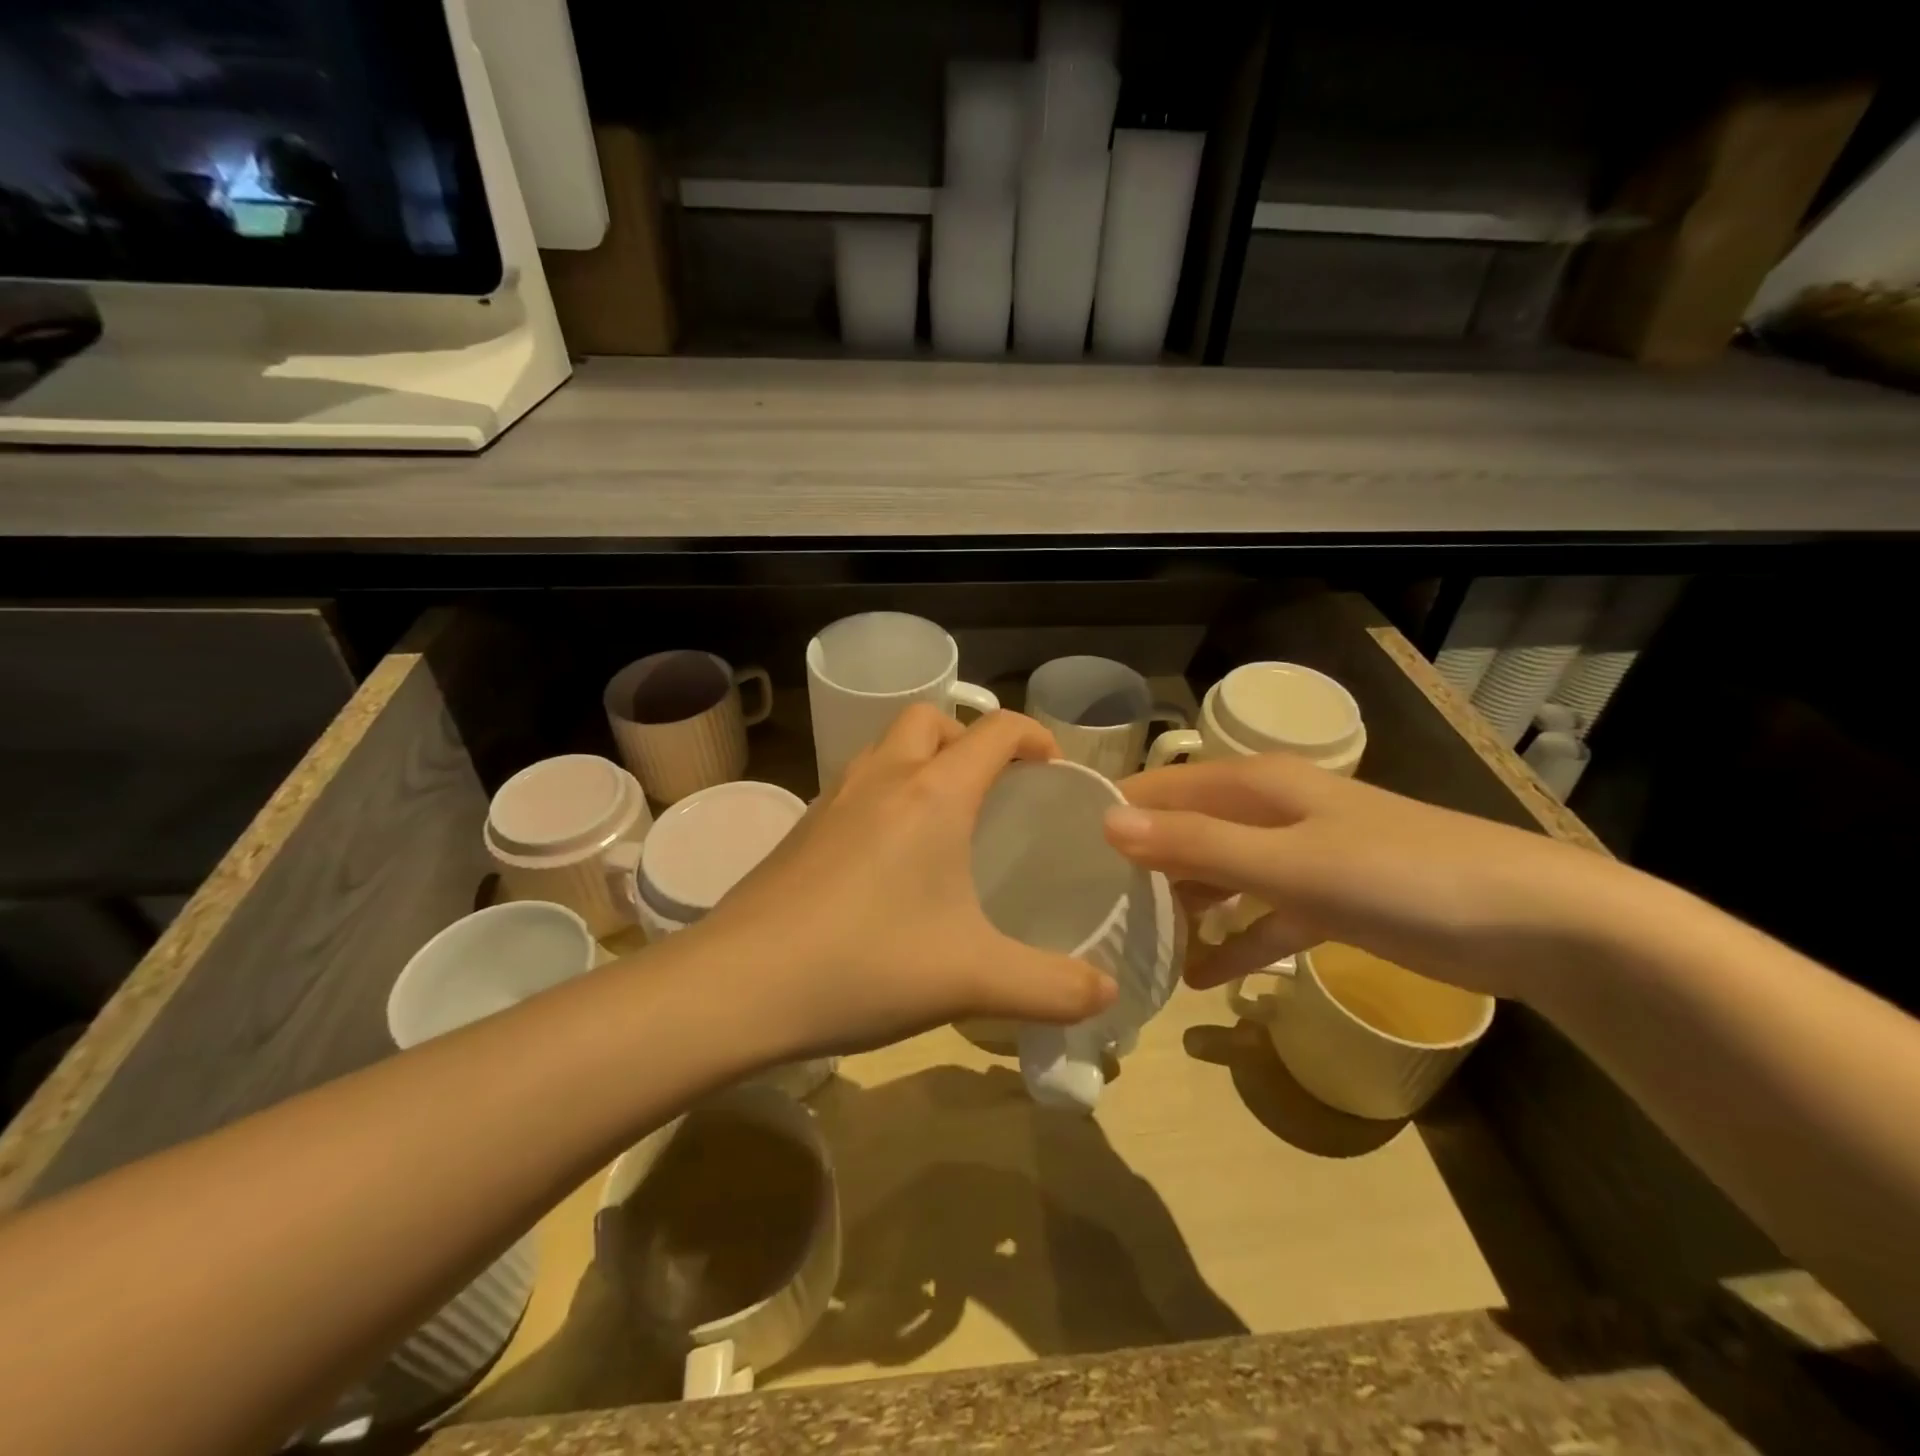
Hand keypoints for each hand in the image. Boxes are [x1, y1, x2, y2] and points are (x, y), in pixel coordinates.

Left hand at [694, 706, 1117, 1057]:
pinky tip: (886, 861)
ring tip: (942, 820)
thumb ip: (1052, 987)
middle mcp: (882, 779)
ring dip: (920, 762)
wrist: (738, 985)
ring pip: (884, 748)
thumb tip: (1106, 993)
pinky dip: (883, 795)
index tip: (1051, 768)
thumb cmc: (866, 965)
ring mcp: (831, 800)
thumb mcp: (974, 980)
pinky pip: (854, 785)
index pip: (995, 730)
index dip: (1032, 735)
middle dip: (967, 739)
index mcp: (933, 794)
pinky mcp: (800, 829)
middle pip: (929, 719)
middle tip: (990, 790)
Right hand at [1103, 753, 1635, 1001]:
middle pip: (1188, 830)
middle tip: (1091, 908)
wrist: (1535, 924)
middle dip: (1143, 865)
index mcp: (1256, 784)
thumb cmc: (1399, 878)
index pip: (1162, 787)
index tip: (1061, 850)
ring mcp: (1303, 855)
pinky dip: (1236, 940)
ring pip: (1222, 873)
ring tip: (1139, 946)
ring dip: (1186, 906)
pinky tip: (1205, 978)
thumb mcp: (1287, 864)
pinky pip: (1264, 915)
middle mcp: (1272, 809)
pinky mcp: (1330, 898)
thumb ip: (1196, 844)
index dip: (1114, 811)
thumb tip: (1105, 822)